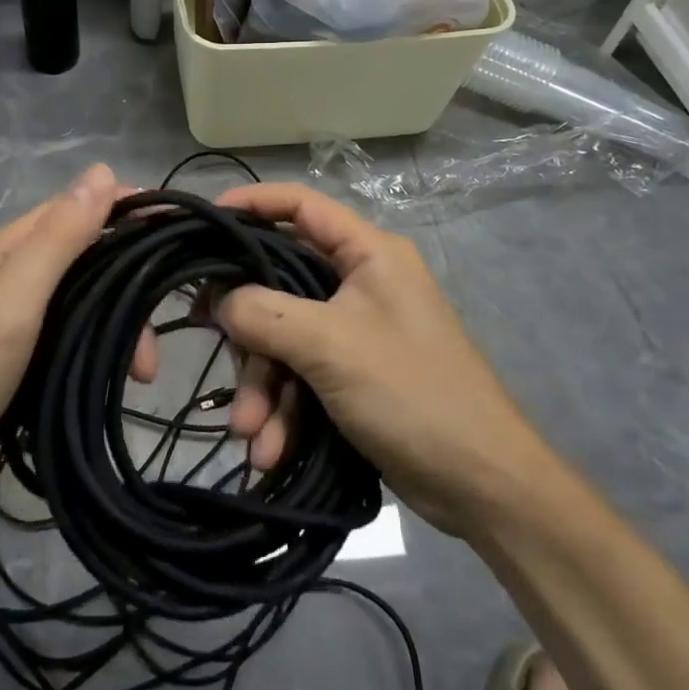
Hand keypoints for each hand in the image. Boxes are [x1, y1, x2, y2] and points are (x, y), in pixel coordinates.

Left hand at [0, 164, 120, 526]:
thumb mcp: (11, 302)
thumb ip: (58, 237)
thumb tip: (102, 171)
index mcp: (7, 247)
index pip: (79, 207)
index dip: (128, 212)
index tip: (177, 230)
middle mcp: (9, 271)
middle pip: (86, 256)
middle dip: (128, 286)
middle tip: (153, 346)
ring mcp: (9, 314)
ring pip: (81, 297)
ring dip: (116, 324)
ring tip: (141, 374)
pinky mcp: (12, 353)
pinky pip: (68, 332)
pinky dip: (96, 345)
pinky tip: (112, 373)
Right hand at [210, 182, 535, 535]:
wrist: (482, 486)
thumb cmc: (412, 393)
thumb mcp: (330, 346)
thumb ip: (264, 313)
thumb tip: (217, 300)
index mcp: (368, 253)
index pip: (302, 205)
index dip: (253, 203)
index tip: (206, 220)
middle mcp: (360, 283)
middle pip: (281, 284)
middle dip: (249, 334)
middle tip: (214, 351)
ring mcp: (356, 331)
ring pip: (285, 340)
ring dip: (263, 387)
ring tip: (248, 435)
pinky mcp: (352, 375)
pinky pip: (301, 377)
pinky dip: (283, 411)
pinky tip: (269, 451)